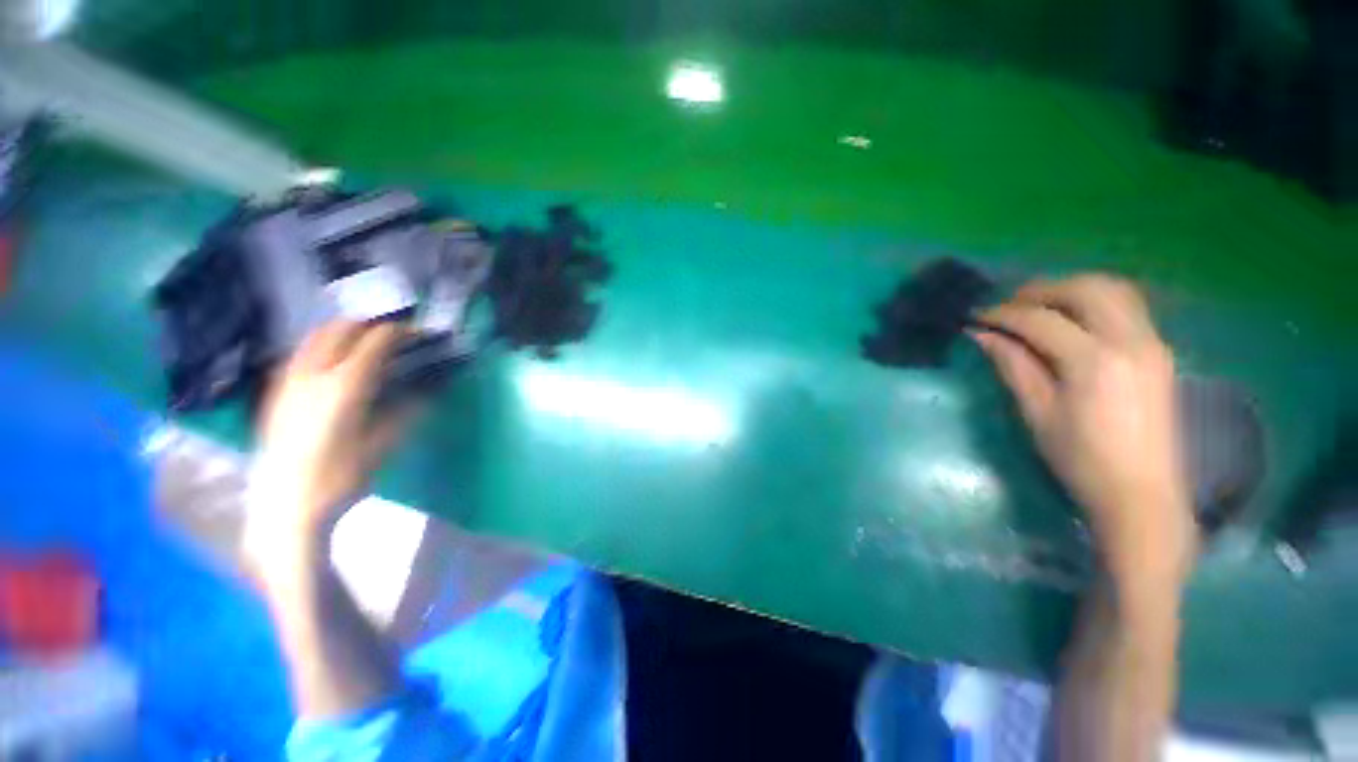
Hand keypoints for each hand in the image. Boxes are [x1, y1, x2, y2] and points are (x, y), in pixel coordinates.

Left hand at [251, 321, 410, 544]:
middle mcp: (313, 374)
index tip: (418, 334)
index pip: (376, 340)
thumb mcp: (383, 445)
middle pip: (340, 329)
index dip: (401, 332)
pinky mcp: (275, 395)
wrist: (284, 507)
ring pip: (314, 338)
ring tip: (362, 345)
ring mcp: (288, 382)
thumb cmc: (340, 477)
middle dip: (369, 325)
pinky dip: (320, 349)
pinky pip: (299, 356)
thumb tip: (426, 395)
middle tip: (392, 336)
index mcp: (345, 385)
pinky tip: (330, 367)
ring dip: (342, 333)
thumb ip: (406, 413)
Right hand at [972, 275, 1195, 585]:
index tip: (976, 317)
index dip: (1003, 314)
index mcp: (1094, 360)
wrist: (1141, 494)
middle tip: (1008, 306)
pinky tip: (1073, 320)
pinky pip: (1128, 306)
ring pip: (1113, 290)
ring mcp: (1151, 343)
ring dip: (1071, 290)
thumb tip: (982, 336)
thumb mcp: (1037, 413)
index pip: (1041, 320)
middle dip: (1040, 290)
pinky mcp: (1159, 351)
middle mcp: (1130, 340)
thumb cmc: (1080, 459)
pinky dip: (1095, 301)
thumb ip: (1013, 365)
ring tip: (1039, 307)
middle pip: (1085, 289)